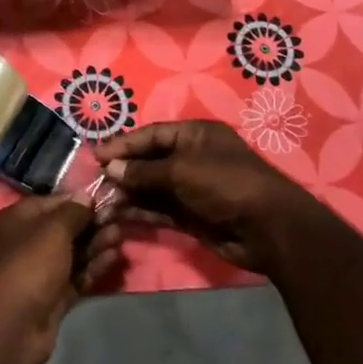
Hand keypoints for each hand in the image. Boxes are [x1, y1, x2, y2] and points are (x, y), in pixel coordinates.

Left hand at [0, 195, 120, 363]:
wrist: (11, 327)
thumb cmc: (28, 266)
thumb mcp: (52, 230)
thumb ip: (73, 213)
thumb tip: (86, 196)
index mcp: (16, 220)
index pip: (52, 203)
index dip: (78, 201)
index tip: (106, 200)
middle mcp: (25, 243)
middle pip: (63, 229)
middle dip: (91, 224)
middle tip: (119, 219)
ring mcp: (38, 272)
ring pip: (72, 253)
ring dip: (95, 244)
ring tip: (120, 236)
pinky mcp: (52, 297)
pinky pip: (76, 276)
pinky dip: (93, 267)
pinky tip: (114, 258)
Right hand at [93, 121, 331, 278]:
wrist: (267, 228)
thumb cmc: (225, 184)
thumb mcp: (181, 170)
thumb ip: (144, 170)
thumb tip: (111, 168)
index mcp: (195, 135)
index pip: (151, 134)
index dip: (124, 144)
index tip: (96, 155)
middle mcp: (192, 157)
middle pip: (150, 160)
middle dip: (123, 170)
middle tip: (95, 181)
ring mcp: (192, 188)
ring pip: (152, 187)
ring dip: (129, 193)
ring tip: (102, 201)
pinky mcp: (191, 215)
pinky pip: (160, 209)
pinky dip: (141, 211)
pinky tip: (119, 215)